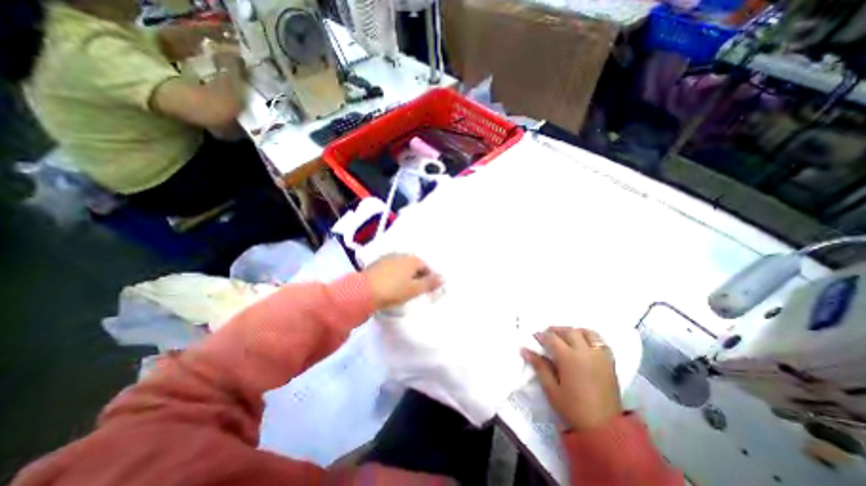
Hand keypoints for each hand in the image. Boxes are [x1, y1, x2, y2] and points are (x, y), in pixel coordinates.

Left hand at [364, 253, 439, 308]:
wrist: (364, 291)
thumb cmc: (393, 291)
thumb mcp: (414, 290)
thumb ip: (430, 283)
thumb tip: (444, 277)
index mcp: (412, 260)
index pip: (426, 267)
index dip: (428, 278)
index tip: (426, 289)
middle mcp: (401, 255)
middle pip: (414, 265)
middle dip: (417, 275)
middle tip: (415, 289)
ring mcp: (388, 258)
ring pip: (402, 266)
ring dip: (405, 274)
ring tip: (403, 287)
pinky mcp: (378, 263)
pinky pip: (392, 267)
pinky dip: (395, 274)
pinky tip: (391, 283)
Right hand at [520, 328, 622, 430]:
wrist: (605, 430)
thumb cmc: (573, 409)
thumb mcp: (551, 389)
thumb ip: (539, 366)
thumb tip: (524, 350)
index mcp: (569, 358)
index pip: (552, 338)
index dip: (542, 335)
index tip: (535, 337)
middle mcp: (585, 352)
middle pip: (569, 331)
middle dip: (556, 330)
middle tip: (548, 336)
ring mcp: (600, 356)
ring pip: (586, 332)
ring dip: (574, 331)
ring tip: (566, 337)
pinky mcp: (610, 362)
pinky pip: (600, 341)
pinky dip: (590, 337)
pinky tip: (583, 344)